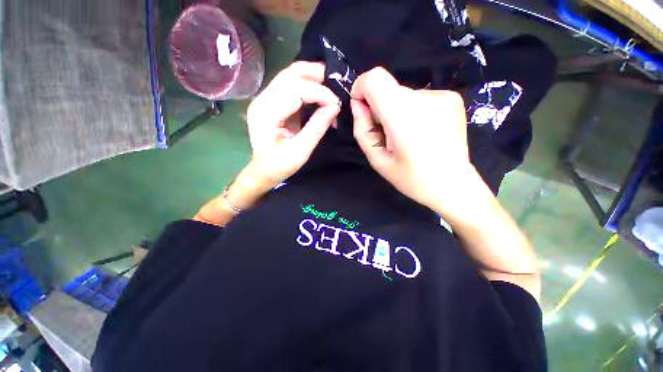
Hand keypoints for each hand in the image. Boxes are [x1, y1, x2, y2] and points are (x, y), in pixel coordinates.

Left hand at [247, 62, 340, 185]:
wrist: (263, 170)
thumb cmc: (280, 165)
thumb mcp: (301, 151)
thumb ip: (317, 127)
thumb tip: (335, 107)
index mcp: (267, 114)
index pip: (296, 91)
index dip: (320, 93)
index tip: (337, 104)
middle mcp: (262, 100)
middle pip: (290, 75)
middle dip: (316, 76)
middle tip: (336, 85)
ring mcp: (264, 99)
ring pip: (289, 76)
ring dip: (311, 77)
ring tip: (330, 86)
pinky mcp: (270, 101)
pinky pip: (289, 85)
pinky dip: (306, 85)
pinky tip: (318, 92)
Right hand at [350, 67, 484, 217]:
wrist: (453, 185)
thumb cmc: (411, 178)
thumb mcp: (377, 160)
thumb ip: (362, 130)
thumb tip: (358, 104)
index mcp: (403, 117)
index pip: (375, 79)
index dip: (362, 88)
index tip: (362, 108)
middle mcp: (424, 99)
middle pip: (388, 89)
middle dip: (380, 108)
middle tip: (387, 135)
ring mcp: (442, 96)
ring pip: (403, 95)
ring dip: (397, 111)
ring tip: (406, 136)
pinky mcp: (452, 98)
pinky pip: (419, 98)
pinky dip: (413, 111)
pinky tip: (421, 132)